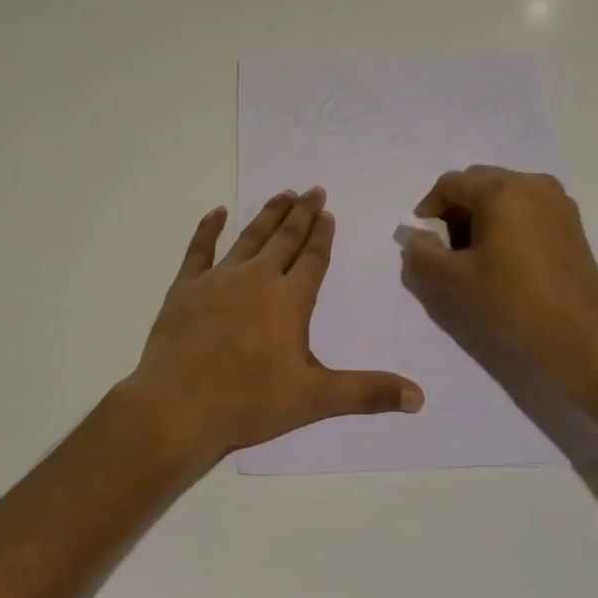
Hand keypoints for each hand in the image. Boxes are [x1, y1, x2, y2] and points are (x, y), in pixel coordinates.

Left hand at [121, 188, 423, 468]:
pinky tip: (217, 211)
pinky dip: (208, 228)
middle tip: (313, 190)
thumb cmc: (249, 401)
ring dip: (268, 214)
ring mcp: (218, 279)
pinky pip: (199, 249)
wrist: (178, 407)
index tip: (328, 213)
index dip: (322, 236)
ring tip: (282, 194)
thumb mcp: (315, 398)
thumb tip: (420, 397)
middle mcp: (257, 278)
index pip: (313, 259)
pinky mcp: (185, 287)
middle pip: (285, 238)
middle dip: (302, 214)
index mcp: (289, 300)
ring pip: (249, 237)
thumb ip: (367, 392)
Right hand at [400, 166, 597, 388]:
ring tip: (474, 254)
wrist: (579, 336)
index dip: (428, 209)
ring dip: (481, 215)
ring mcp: (556, 200)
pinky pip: (526, 207)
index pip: (450, 184)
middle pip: (478, 183)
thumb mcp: (454, 280)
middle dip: (455, 210)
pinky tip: (504, 256)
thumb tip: (416, 240)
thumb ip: (422, 255)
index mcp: (501, 190)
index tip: (423, 241)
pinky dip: (506, 221)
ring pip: (503, 194)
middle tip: (447, 248)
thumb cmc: (512, 301)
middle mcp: (531, 183)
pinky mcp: (571, 221)